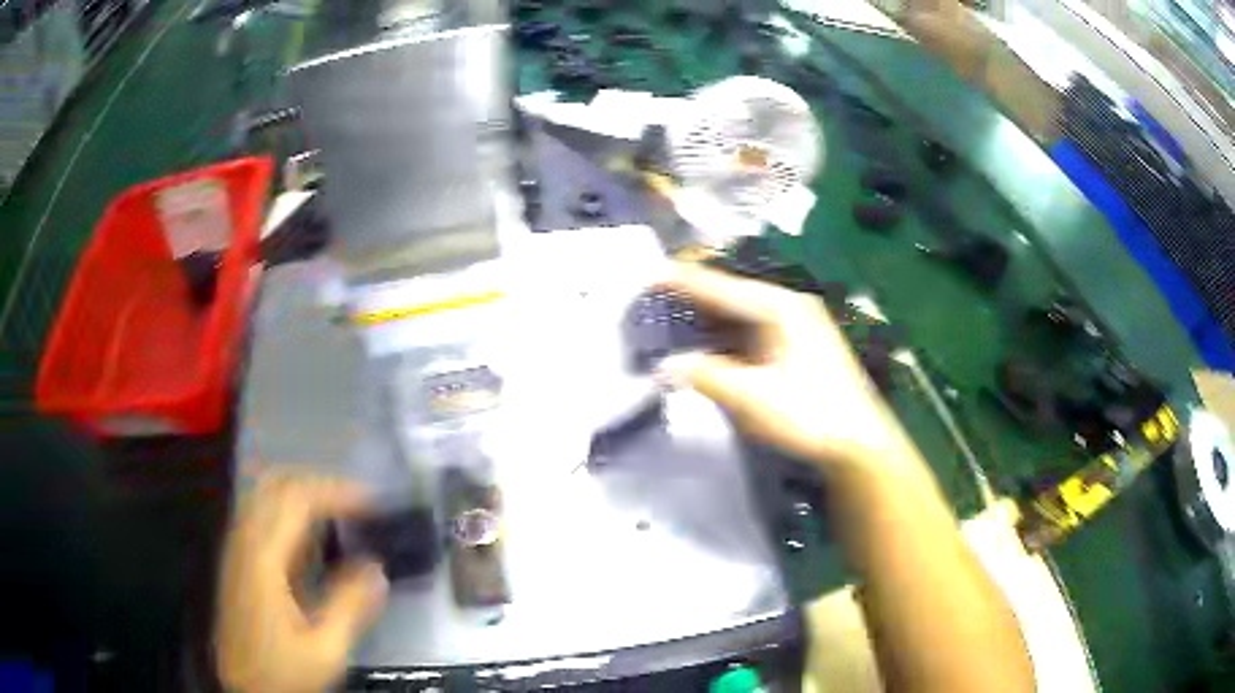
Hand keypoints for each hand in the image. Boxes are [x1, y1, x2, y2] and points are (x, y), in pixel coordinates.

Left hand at [216, 473, 387, 692]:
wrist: (244, 688)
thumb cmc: (283, 673)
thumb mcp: (325, 650)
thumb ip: (350, 607)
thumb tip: (379, 570)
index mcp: (264, 559)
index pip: (297, 500)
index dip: (335, 491)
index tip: (371, 501)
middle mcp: (245, 543)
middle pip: (276, 484)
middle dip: (317, 483)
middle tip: (355, 501)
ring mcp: (237, 549)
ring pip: (264, 495)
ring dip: (301, 493)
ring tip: (337, 511)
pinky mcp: (237, 561)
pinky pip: (260, 516)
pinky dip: (287, 510)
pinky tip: (310, 536)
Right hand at [660, 264, 908, 468]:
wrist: (858, 442)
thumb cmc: (809, 415)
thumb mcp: (752, 398)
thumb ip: (704, 376)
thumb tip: (662, 367)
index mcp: (779, 307)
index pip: (721, 286)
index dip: (682, 281)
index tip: (647, 277)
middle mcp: (788, 305)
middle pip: (730, 292)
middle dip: (692, 296)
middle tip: (652, 301)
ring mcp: (795, 323)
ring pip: (740, 311)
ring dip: (707, 316)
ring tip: (669, 319)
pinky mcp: (796, 343)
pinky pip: (751, 328)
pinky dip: (724, 333)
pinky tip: (705, 342)